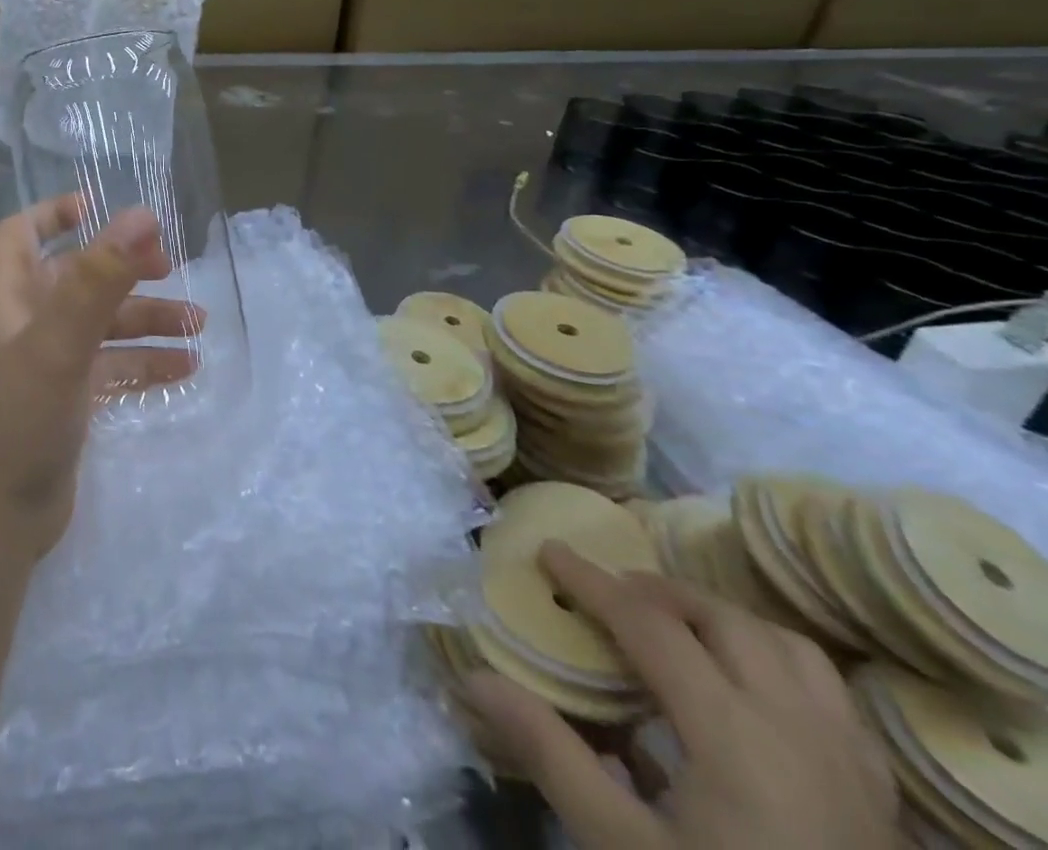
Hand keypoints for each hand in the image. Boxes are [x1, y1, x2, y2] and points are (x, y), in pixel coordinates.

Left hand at [0, 195, 200, 561]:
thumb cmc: (17, 419)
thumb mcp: (59, 342)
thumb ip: (98, 279)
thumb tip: (142, 216)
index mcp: (7, 299)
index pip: (16, 236)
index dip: (50, 214)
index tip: (97, 206)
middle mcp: (24, 325)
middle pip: (74, 279)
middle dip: (121, 268)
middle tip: (169, 266)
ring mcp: (46, 366)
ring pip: (100, 325)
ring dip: (146, 319)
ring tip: (198, 322)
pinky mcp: (66, 402)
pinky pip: (110, 368)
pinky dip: (144, 362)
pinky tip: (187, 368)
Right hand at [464, 543, 898, 849]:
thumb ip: (551, 756)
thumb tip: (474, 677)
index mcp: (734, 734)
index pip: (650, 624)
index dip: (592, 582)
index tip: (547, 552)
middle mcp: (798, 729)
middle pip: (725, 620)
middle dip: (657, 591)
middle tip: (607, 593)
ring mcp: (850, 765)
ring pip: (788, 648)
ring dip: (722, 619)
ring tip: (675, 627)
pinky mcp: (879, 802)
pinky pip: (829, 698)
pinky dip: (777, 664)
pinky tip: (747, 691)